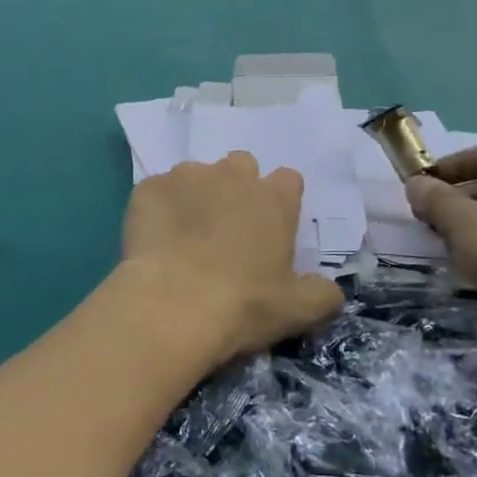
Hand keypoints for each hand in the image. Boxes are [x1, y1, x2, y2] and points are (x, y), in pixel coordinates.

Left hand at [121, 153, 343, 364]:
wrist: (171, 305)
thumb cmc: (243, 305)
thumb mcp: (298, 311)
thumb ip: (322, 294)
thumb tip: (328, 289)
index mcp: (274, 199)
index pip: (288, 179)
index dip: (280, 201)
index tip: (270, 228)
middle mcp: (231, 176)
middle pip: (241, 166)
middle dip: (237, 188)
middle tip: (227, 228)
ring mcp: (185, 177)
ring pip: (195, 174)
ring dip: (196, 195)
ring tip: (185, 234)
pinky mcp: (147, 188)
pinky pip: (157, 190)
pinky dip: (158, 208)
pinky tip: (155, 239)